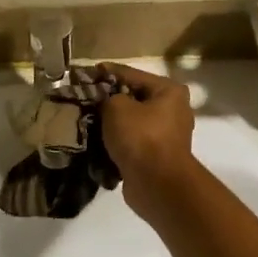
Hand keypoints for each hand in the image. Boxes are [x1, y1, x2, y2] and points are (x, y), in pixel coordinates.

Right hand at [100, 63, 198, 213]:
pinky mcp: (157, 157)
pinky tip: (96, 141)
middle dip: (109, 100)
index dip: (107, 72)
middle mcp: (173, 110)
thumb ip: (107, 97)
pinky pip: (132, 142)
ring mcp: (167, 135)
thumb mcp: (116, 107)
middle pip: (134, 98)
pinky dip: (117, 142)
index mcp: (169, 91)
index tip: (85, 73)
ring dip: (112, 123)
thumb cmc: (140, 137)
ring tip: (86, 120)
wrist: (156, 184)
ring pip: (132, 122)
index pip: (131, 74)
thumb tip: (104, 101)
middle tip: (84, 98)